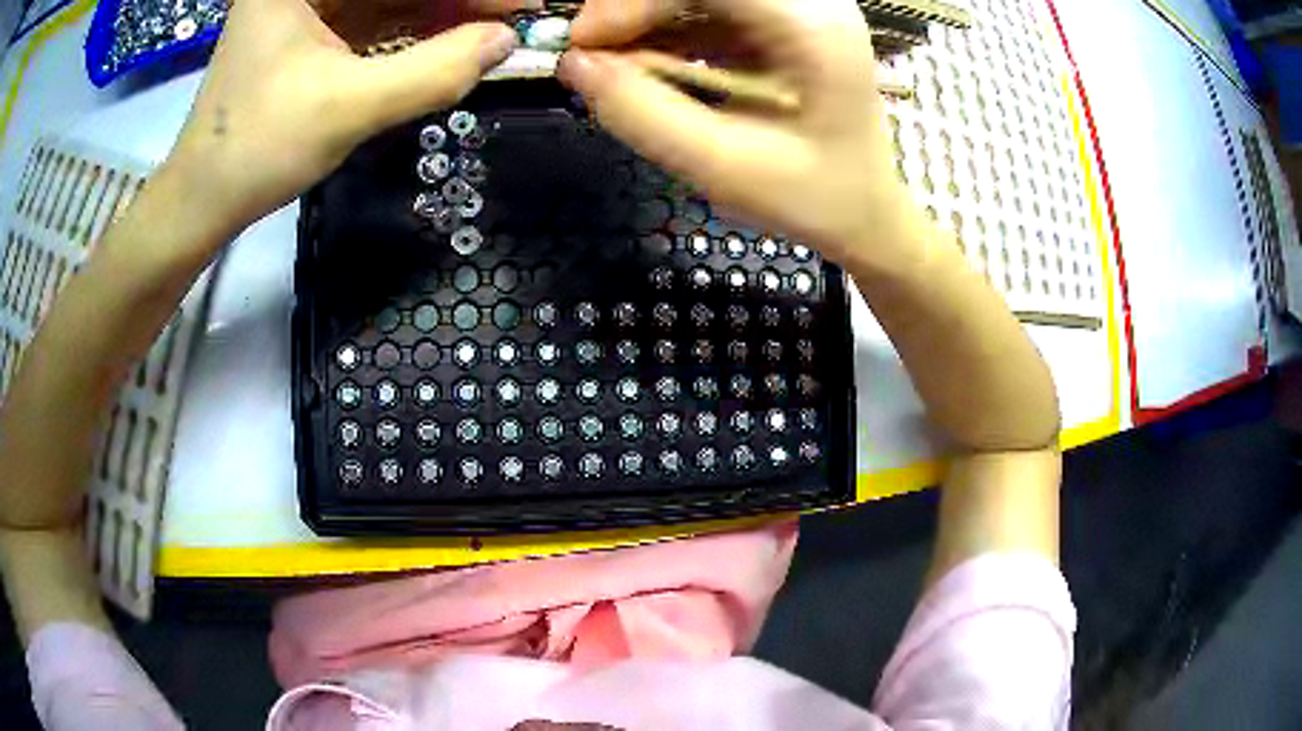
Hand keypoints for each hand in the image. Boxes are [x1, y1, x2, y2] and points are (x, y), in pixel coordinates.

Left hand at [166, 0, 528, 233]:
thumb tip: (506, 42)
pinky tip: (452, 38)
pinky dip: (413, 28)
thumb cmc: (256, 150)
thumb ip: (431, 72)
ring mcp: (304, 5)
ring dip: (440, 11)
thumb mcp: (347, 109)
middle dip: (456, 0)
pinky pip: (372, 17)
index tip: (519, 4)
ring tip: (490, 31)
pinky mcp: (308, 32)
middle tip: (511, 17)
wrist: (202, 202)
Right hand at [561, 0, 912, 270]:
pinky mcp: (782, 22)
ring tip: (615, 64)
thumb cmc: (812, 198)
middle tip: (594, 53)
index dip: (633, 1)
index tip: (583, 43)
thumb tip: (574, 65)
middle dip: (635, 8)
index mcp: (812, 27)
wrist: (865, 214)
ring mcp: (799, 9)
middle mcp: (811, 3)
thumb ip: (644, 114)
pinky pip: (710, 8)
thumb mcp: (724, 167)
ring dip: (647, 18)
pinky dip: (668, 29)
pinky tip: (648, 64)